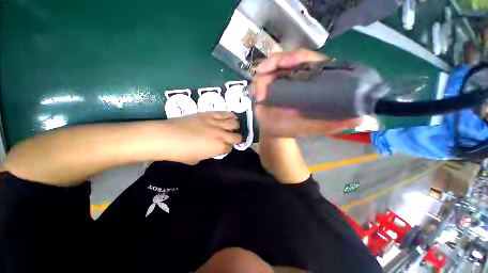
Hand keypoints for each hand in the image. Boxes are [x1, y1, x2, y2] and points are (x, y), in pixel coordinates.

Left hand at [163, 112, 241, 163]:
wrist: (166, 136)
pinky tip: (231, 117)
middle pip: (237, 136)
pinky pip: (224, 113)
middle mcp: (221, 135)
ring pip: (234, 123)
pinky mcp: (209, 114)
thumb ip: (209, 154)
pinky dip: (230, 115)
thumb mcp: (198, 159)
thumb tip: (213, 149)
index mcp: (218, 148)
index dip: (227, 148)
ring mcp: (216, 123)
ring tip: (232, 127)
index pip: (229, 148)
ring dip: (235, 127)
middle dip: (236, 138)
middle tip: (232, 138)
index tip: (223, 148)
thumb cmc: (181, 152)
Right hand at [252, 49, 361, 136]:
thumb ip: (329, 124)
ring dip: (267, 67)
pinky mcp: (268, 84)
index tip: (290, 63)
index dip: (301, 59)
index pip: (312, 62)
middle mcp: (297, 77)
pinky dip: (259, 79)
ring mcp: (281, 79)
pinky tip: (257, 85)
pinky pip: (263, 76)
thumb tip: (358, 119)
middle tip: (268, 68)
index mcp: (311, 83)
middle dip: (279, 60)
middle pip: (291, 59)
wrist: (274, 131)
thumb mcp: (311, 127)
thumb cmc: (291, 128)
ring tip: (261, 76)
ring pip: (275, 64)